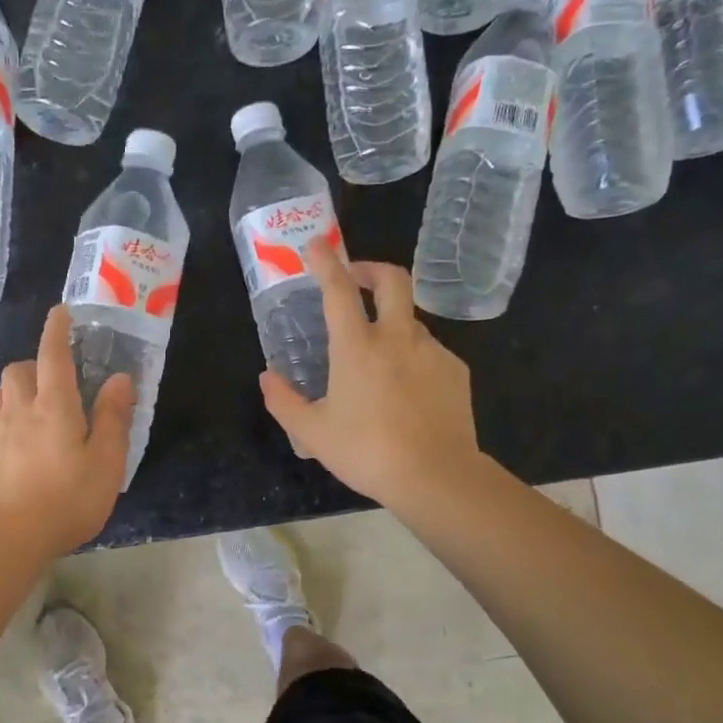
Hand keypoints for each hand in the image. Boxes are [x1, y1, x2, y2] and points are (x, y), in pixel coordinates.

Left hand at [0, 305, 134, 559]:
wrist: (11, 537)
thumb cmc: (68, 498)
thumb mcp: (106, 461)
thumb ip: (113, 417)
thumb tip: (119, 379)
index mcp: (54, 406)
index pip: (53, 355)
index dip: (56, 330)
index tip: (60, 312)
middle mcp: (20, 410)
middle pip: (17, 369)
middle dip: (34, 364)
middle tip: (56, 382)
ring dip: (13, 389)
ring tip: (32, 408)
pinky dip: (5, 420)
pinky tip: (19, 444)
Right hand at [258, 238, 480, 509]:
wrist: (436, 476)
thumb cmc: (366, 452)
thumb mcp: (312, 433)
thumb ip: (284, 401)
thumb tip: (267, 378)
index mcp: (356, 347)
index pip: (338, 289)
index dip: (325, 261)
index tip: (316, 245)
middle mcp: (397, 337)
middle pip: (392, 279)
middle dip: (371, 268)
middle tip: (356, 276)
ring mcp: (431, 351)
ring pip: (409, 320)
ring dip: (390, 323)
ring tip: (376, 360)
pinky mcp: (455, 370)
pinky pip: (428, 352)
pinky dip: (411, 357)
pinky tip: (405, 390)